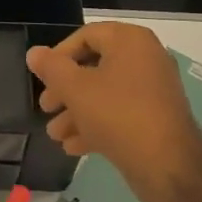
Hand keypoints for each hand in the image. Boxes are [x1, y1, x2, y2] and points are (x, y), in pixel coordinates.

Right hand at [27, 22, 201, 201]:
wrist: (167, 165)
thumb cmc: (118, 115)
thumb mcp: (75, 89)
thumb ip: (51, 68)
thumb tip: (34, 53)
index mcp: (130, 42)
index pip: (87, 35)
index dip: (59, 55)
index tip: (42, 78)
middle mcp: (145, 59)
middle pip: (94, 66)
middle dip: (64, 90)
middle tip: (46, 107)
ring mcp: (152, 91)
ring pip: (104, 94)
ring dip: (76, 112)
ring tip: (55, 134)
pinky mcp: (154, 119)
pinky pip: (119, 114)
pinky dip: (96, 125)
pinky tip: (73, 147)